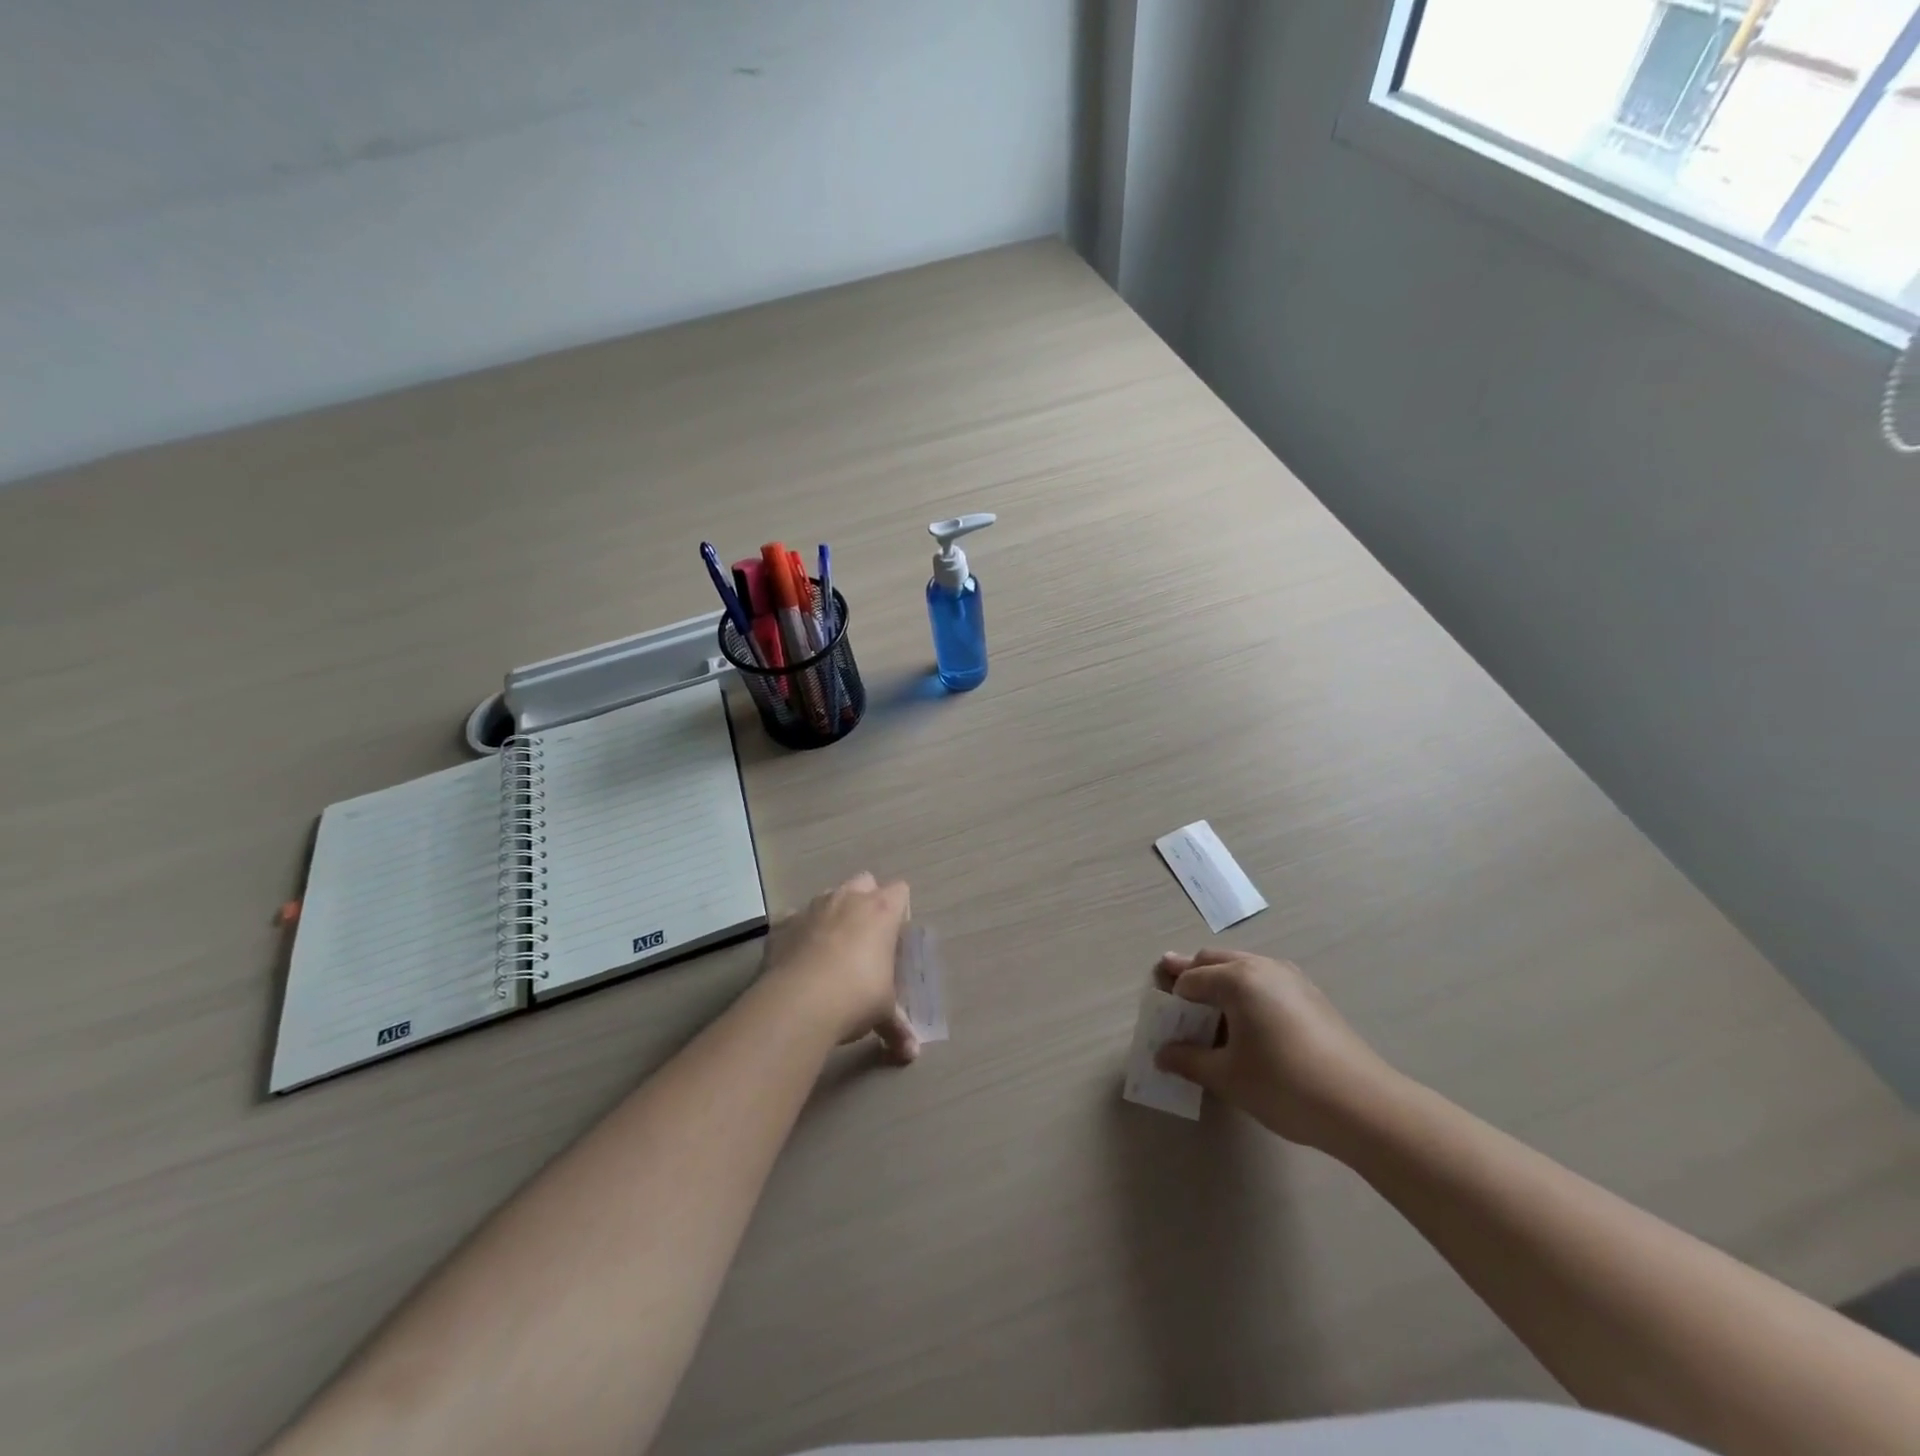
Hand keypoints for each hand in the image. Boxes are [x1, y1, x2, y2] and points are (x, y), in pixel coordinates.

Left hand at [762, 873, 917, 1063]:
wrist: (798, 1003)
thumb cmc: (856, 997)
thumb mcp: (883, 1014)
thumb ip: (898, 1028)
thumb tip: (911, 1054)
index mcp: (881, 911)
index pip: (900, 891)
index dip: (900, 910)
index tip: (896, 937)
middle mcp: (848, 899)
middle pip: (864, 881)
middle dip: (866, 900)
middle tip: (866, 937)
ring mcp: (812, 907)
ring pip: (828, 895)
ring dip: (832, 914)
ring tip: (831, 949)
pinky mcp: (782, 923)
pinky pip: (793, 919)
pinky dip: (798, 932)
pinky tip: (798, 958)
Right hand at [1153, 949, 1397, 1149]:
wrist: (1364, 1107)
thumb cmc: (1285, 1086)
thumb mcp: (1227, 1076)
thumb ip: (1189, 1060)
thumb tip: (1162, 1054)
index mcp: (1237, 979)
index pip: (1191, 979)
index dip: (1172, 997)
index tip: (1160, 1013)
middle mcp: (1262, 967)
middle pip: (1214, 960)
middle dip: (1191, 974)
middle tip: (1170, 986)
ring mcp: (1291, 978)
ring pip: (1242, 967)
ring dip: (1219, 980)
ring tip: (1205, 1006)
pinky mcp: (1311, 996)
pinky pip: (1265, 980)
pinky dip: (1245, 989)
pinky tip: (1245, 1020)